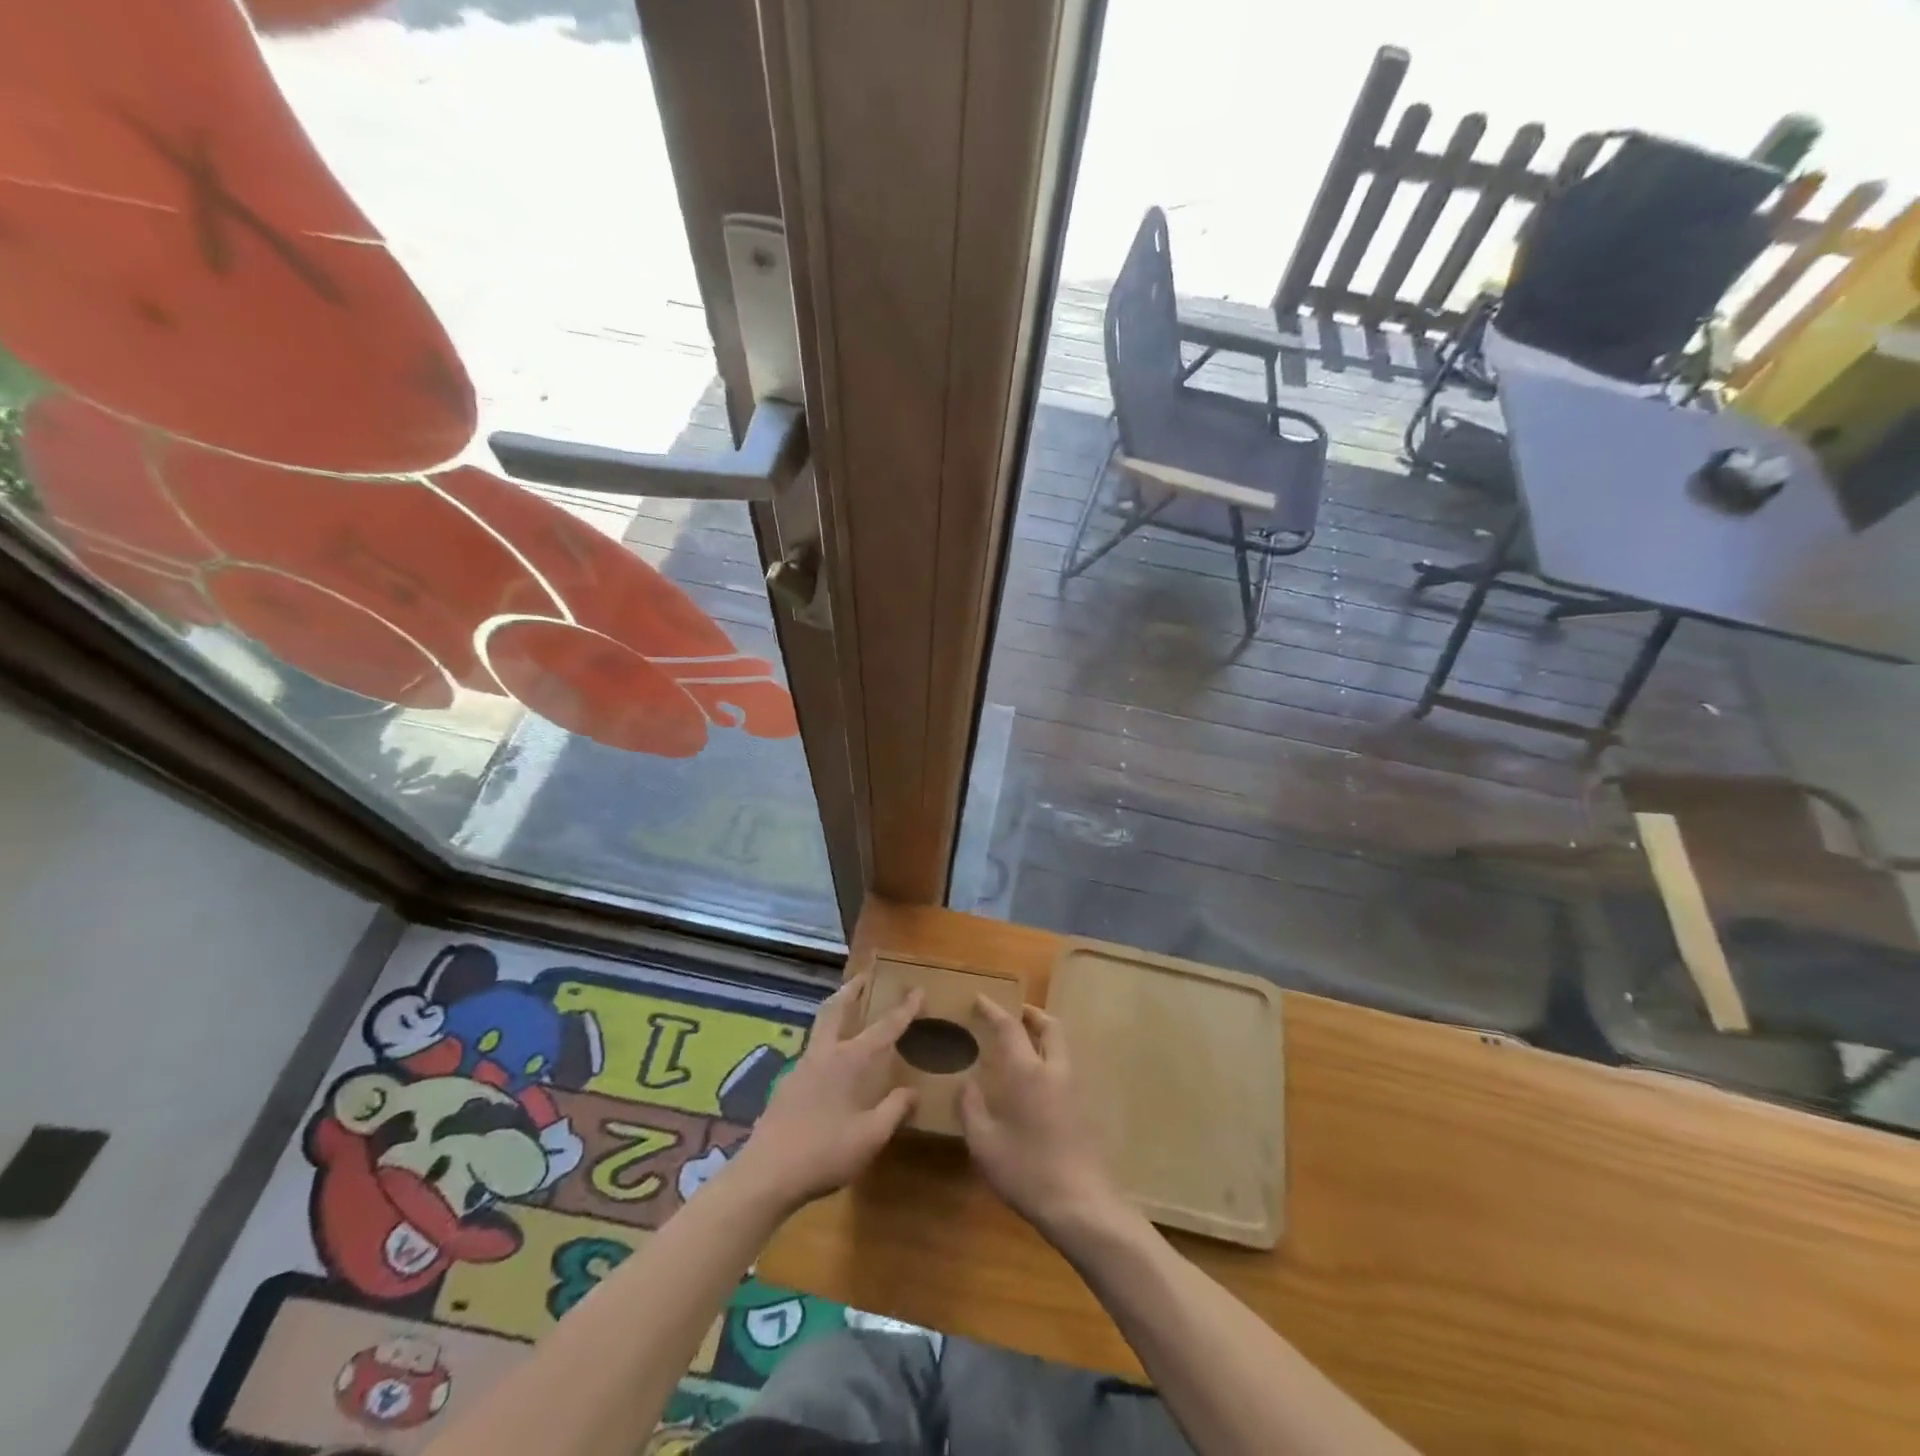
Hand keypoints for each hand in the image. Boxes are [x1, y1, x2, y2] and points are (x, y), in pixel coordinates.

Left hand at [732, 975, 920, 1212]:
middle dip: (852, 990)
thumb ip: (894, 1110)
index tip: (917, 989)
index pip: (884, 1028)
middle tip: (864, 977)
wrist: (766, 1175)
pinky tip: (829, 1063)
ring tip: (847, 1012)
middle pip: (836, 1009)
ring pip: (819, 1027)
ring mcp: (800, 1068)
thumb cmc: (824, 1153)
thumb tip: (913, 1091)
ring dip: (835, 1012)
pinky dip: (824, 1042)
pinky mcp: (785, 1086)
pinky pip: (811, 1051)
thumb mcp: (870, 1137)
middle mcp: (824, 1054)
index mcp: (849, 1061)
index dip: (904, 1009)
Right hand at [958, 997, 1122, 1236]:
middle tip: (1011, 1014)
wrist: (1081, 1204)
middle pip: (1049, 1025)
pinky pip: (1065, 1067)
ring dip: (1042, 1035)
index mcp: (1027, 1072)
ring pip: (1061, 1045)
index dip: (994, 1010)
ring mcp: (1074, 1088)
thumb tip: (965, 1083)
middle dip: (1030, 1013)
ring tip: (1021, 1044)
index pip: (1010, 1027)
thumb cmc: (1027, 1172)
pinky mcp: (1084, 1107)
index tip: (980, 999)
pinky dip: (1050, 1057)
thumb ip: (971, 1108)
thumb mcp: (985, 1144)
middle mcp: (1054, 1070)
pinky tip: (1034, 1081)